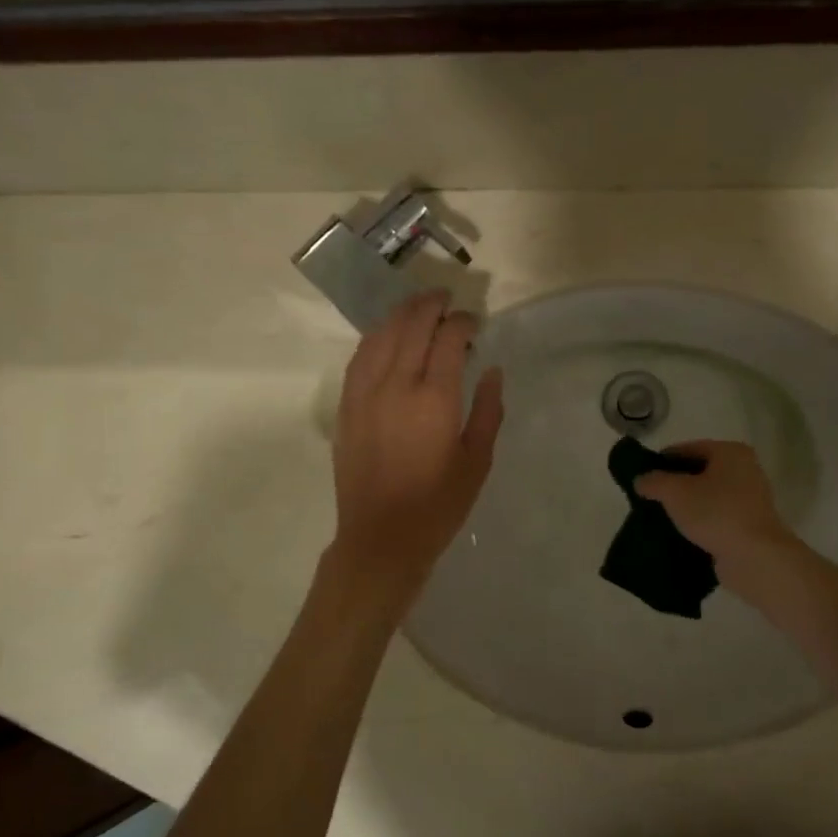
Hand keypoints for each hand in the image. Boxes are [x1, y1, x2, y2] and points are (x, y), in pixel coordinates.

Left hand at [331, 290, 504, 594]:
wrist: (381, 538)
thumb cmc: (438, 505)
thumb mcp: (477, 462)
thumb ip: (487, 411)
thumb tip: (491, 372)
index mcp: (434, 399)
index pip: (448, 339)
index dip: (462, 322)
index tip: (474, 322)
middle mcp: (395, 385)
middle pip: (411, 326)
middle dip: (430, 306)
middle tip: (446, 299)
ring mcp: (364, 393)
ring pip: (380, 335)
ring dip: (401, 315)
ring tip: (418, 307)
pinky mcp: (346, 406)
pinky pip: (359, 357)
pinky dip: (376, 337)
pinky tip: (386, 336)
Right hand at [632, 439, 798, 582]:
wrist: (755, 557)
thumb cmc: (716, 513)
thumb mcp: (675, 492)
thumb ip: (654, 481)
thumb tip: (641, 480)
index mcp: (730, 452)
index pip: (687, 448)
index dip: (661, 461)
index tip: (642, 478)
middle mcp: (745, 469)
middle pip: (699, 472)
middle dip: (674, 485)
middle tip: (649, 499)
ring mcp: (750, 498)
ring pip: (707, 496)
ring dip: (686, 506)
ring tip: (661, 518)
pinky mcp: (749, 524)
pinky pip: (716, 517)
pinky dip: (700, 523)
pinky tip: (681, 534)